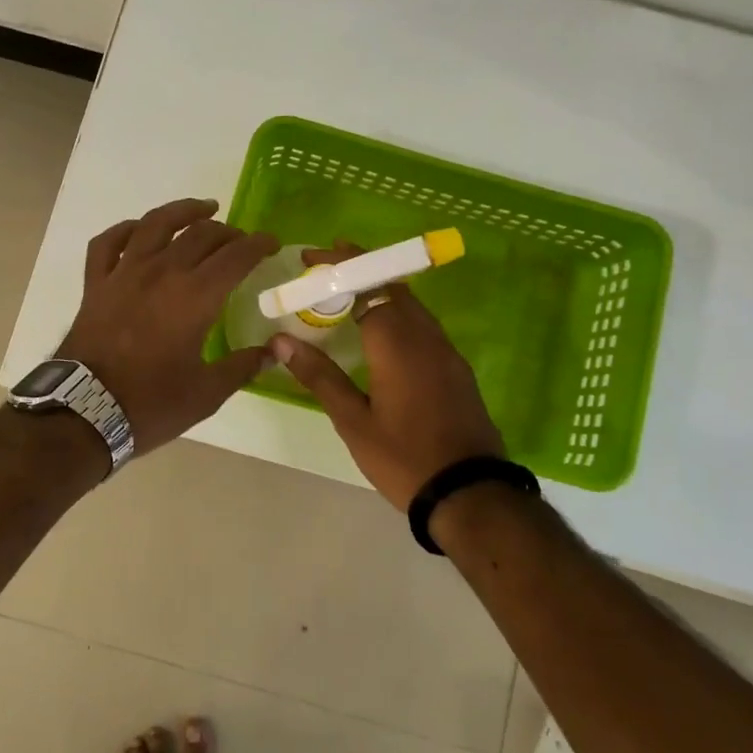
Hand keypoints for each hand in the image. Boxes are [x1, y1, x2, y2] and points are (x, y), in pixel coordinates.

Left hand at [60, 198, 278, 455]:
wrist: (84, 412)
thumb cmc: (151, 404)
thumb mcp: (206, 394)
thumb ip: (242, 367)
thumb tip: (274, 352)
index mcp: (195, 297)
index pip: (236, 256)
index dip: (258, 244)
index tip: (271, 243)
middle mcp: (162, 272)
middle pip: (201, 235)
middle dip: (228, 232)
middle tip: (241, 240)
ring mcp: (124, 273)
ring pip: (155, 224)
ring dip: (183, 211)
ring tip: (203, 209)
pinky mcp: (96, 283)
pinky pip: (108, 242)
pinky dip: (125, 230)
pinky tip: (139, 230)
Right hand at [270, 245, 503, 510]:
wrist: (470, 493)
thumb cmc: (403, 458)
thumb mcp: (353, 421)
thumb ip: (319, 376)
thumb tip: (281, 341)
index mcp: (397, 344)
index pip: (366, 286)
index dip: (338, 268)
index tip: (310, 258)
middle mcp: (426, 337)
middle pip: (392, 285)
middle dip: (359, 268)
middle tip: (324, 267)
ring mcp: (446, 352)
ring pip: (411, 304)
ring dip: (380, 288)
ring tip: (347, 290)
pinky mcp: (456, 368)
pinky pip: (423, 323)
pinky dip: (397, 310)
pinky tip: (381, 328)